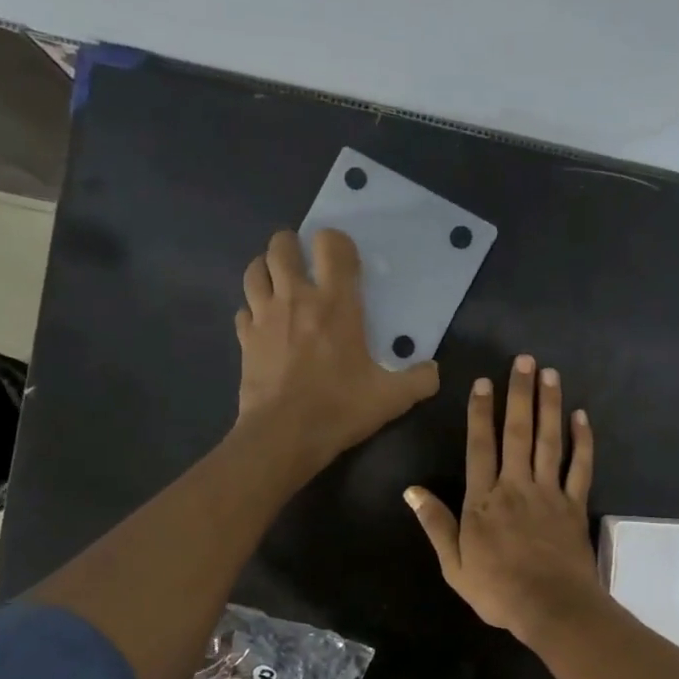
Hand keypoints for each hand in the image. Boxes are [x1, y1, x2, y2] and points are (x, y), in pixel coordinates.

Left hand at [235, 229, 438, 476]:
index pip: (331, 244)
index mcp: (335, 303)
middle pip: (282, 245)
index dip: (337, 243)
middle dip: (292, 246)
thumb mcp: (391, 398)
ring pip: (255, 270)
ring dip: (267, 269)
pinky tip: (264, 324)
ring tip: (279, 283)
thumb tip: (434, 371)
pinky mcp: (244, 338)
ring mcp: (264, 316)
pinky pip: (243, 309)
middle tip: (305, 264)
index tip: (344, 261)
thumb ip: (419, 381)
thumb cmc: (339, 409)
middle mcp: (296, 298)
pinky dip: (253, 309)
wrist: (283, 435)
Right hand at [404, 355, 603, 642]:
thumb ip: (435, 524)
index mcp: (483, 500)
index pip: (480, 447)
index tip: (483, 382)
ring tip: (550, 374)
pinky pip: (580, 467)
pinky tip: (581, 417)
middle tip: (524, 361)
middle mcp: (516, 486)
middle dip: (519, 394)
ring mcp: (549, 493)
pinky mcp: (575, 505)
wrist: (550, 607)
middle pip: (517, 433)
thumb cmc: (497, 589)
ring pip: (548, 441)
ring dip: (549, 406)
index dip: (480, 413)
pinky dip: (582, 441)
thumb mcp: (453, 564)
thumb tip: (411, 491)